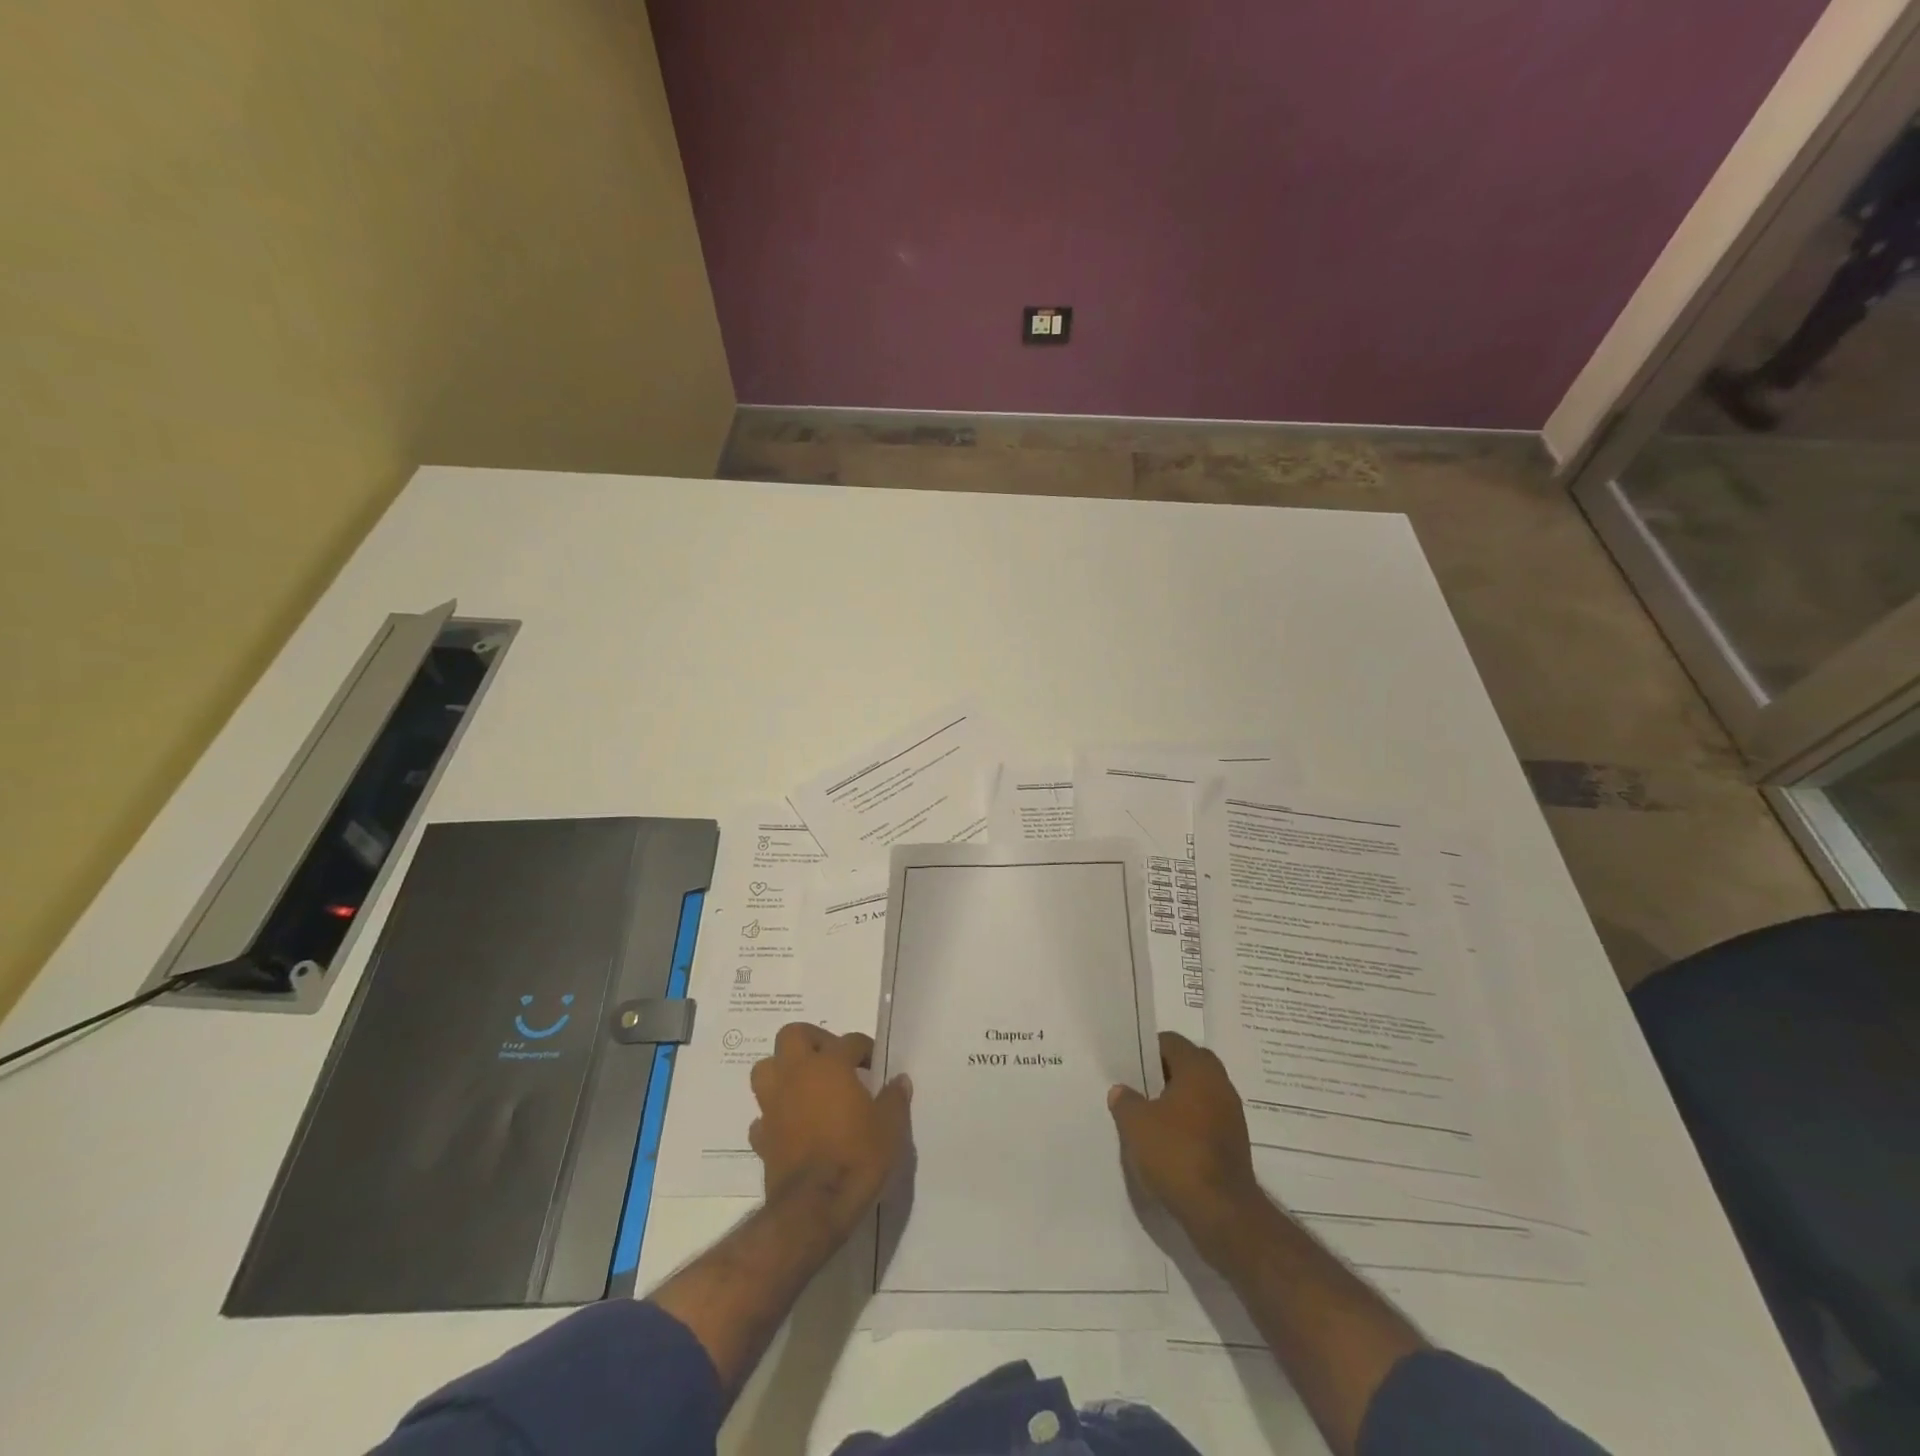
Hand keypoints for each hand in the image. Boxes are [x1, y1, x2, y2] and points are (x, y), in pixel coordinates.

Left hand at [749, 1022, 911, 1240]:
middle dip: (812, 1040)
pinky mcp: (762, 1136)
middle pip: (792, 1035)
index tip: (874, 1065)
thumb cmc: (857, 1157)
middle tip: (832, 1059)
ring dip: (783, 1071)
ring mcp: (774, 1105)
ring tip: (805, 1086)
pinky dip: (774, 1115)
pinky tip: (790, 1126)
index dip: (864, 1049)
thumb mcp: (890, 1127)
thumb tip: (900, 1080)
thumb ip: (894, 1099)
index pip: (849, 1041)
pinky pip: (763, 1115)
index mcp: (829, 1065)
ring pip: (766, 1069)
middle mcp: (796, 1075)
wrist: (815, 1207)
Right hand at [1109, 1032, 1263, 1253]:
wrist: (1223, 1212)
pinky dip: (1188, 1124)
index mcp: (1198, 1069)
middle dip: (1162, 1074)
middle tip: (1137, 1088)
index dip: (1147, 1050)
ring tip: (1148, 1117)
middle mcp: (1220, 1084)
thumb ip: (1125, 1101)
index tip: (1128, 1066)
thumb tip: (1121, 1091)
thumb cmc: (1177, 1154)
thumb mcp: (1136, 1124)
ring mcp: (1231, 1114)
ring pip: (1198, 1093)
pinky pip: (1206, 1119)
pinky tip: (1168, 1142)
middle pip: (1187, 1065)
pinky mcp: (1234, 1143)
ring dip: (1176, 1101)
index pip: (1170, 1042)